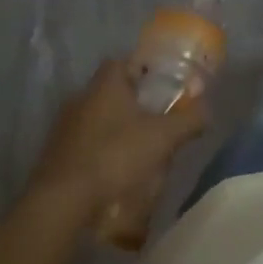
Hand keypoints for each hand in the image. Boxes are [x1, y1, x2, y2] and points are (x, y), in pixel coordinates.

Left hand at [29, 60, 208, 224]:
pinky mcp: (55, 155)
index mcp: (105, 84)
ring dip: (117, 130)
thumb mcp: (163, 137)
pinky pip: (85, 144)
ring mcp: (64, 127)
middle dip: (134, 104)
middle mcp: (80, 98)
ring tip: (140, 152)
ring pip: (98, 119)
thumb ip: (189, 119)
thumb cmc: (116, 156)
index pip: (123, 62)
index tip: (163, 87)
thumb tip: (207, 109)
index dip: (144, 71)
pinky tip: (116, 173)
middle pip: (112, 92)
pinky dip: (101, 152)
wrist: (63, 202)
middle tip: (158, 121)